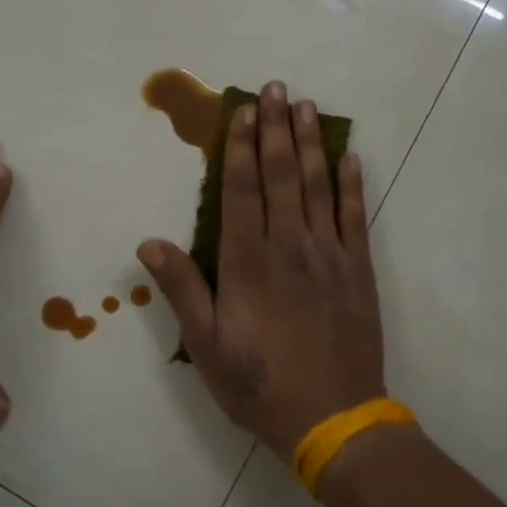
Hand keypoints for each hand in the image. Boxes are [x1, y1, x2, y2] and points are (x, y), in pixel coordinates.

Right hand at [138, 81, 384, 457]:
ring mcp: (328, 254)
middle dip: (275, 128)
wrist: (333, 418)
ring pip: (318, 185)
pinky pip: (354, 216)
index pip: (241, 189)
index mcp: (247, 261)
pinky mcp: (357, 269)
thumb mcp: (206, 345)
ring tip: (307, 106)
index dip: (239, 146)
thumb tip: (149, 243)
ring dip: (311, 143)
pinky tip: (349, 158)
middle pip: (281, 174)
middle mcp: (288, 245)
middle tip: (276, 88)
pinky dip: (351, 183)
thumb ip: (182, 289)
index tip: (243, 111)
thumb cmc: (259, 383)